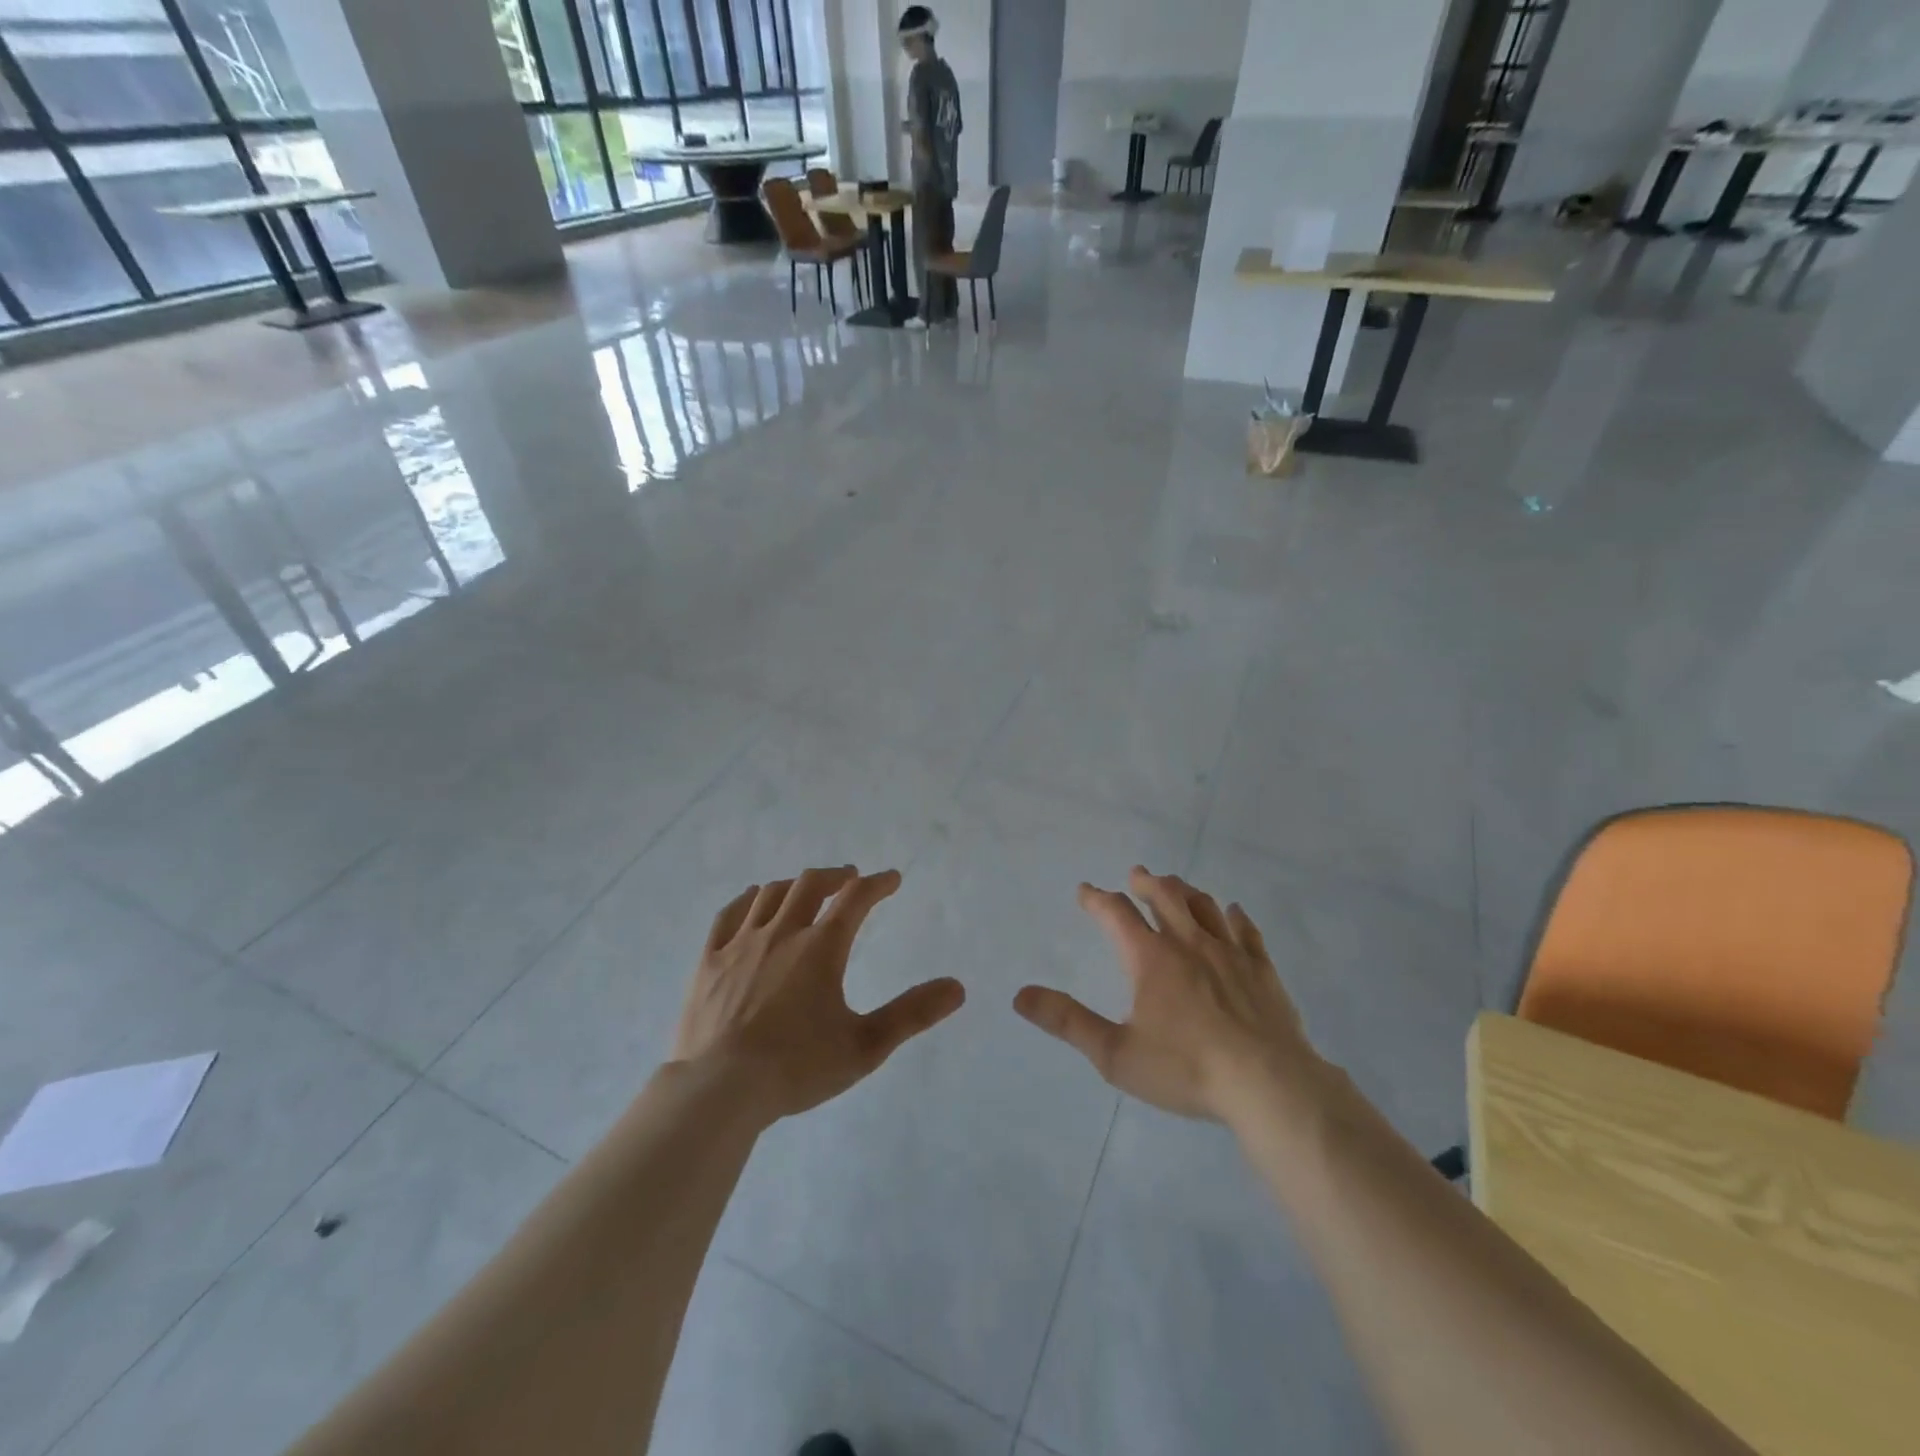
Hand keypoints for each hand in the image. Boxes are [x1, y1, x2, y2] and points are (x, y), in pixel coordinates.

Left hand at [671, 866, 964, 1121]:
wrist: (718, 1090)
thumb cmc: (796, 1067)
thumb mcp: (865, 1046)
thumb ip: (912, 1014)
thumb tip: (957, 987)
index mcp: (821, 948)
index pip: (856, 899)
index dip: (877, 884)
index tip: (891, 879)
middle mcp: (781, 933)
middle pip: (810, 885)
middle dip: (835, 876)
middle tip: (850, 879)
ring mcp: (740, 944)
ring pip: (770, 895)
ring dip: (794, 885)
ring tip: (806, 890)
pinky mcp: (708, 961)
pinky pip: (728, 915)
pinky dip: (747, 900)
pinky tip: (753, 901)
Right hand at [1014, 867, 1318, 1122]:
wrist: (1268, 1085)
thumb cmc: (1186, 1069)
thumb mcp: (1115, 1054)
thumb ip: (1068, 1022)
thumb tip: (1020, 996)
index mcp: (1151, 958)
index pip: (1116, 914)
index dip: (1097, 899)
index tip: (1085, 890)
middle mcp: (1188, 943)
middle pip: (1164, 897)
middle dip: (1145, 883)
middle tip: (1136, 874)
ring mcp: (1230, 953)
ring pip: (1204, 906)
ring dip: (1185, 891)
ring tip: (1176, 884)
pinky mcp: (1262, 970)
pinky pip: (1247, 932)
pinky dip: (1236, 917)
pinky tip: (1234, 912)